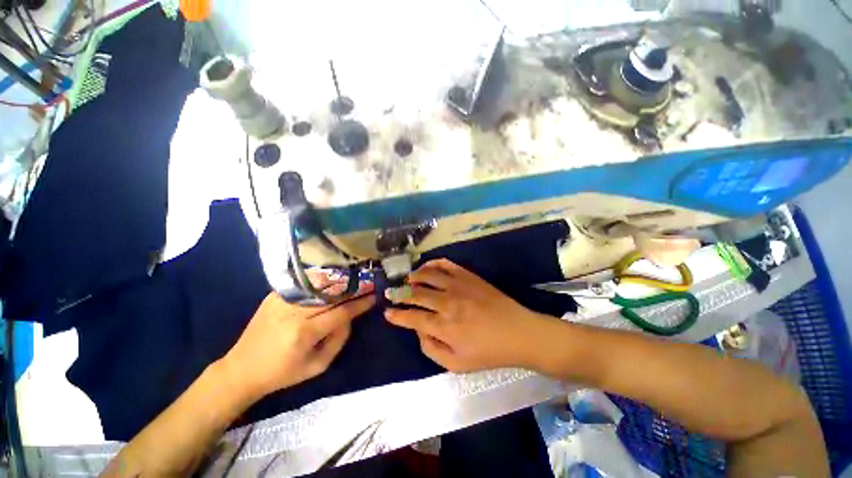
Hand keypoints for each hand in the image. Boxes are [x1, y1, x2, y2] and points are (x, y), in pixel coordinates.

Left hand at [221, 282, 375, 399]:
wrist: (241, 370)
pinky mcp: (273, 296)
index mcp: (304, 333)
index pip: (341, 312)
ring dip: (338, 283)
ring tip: (352, 280)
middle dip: (352, 288)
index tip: (373, 297)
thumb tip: (350, 317)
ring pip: (318, 286)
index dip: (360, 304)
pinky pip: (303, 285)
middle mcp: (293, 313)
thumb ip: (339, 340)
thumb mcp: (317, 366)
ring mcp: (281, 301)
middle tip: (366, 284)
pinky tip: (330, 280)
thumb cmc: (283, 373)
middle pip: (331, 294)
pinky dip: (319, 282)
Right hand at [384, 259, 548, 372]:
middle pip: (416, 294)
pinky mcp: (468, 276)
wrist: (518, 332)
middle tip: (391, 292)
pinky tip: (427, 266)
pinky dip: (433, 263)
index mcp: (443, 326)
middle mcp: (447, 302)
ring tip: (407, 279)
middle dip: (399, 293)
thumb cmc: (488, 352)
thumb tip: (418, 331)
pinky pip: (446, 264)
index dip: (397, 315)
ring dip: (414, 276)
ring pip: (428, 276)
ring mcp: (458, 286)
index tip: (387, 312)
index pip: (412, 317)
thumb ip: (432, 349)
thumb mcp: (457, 364)